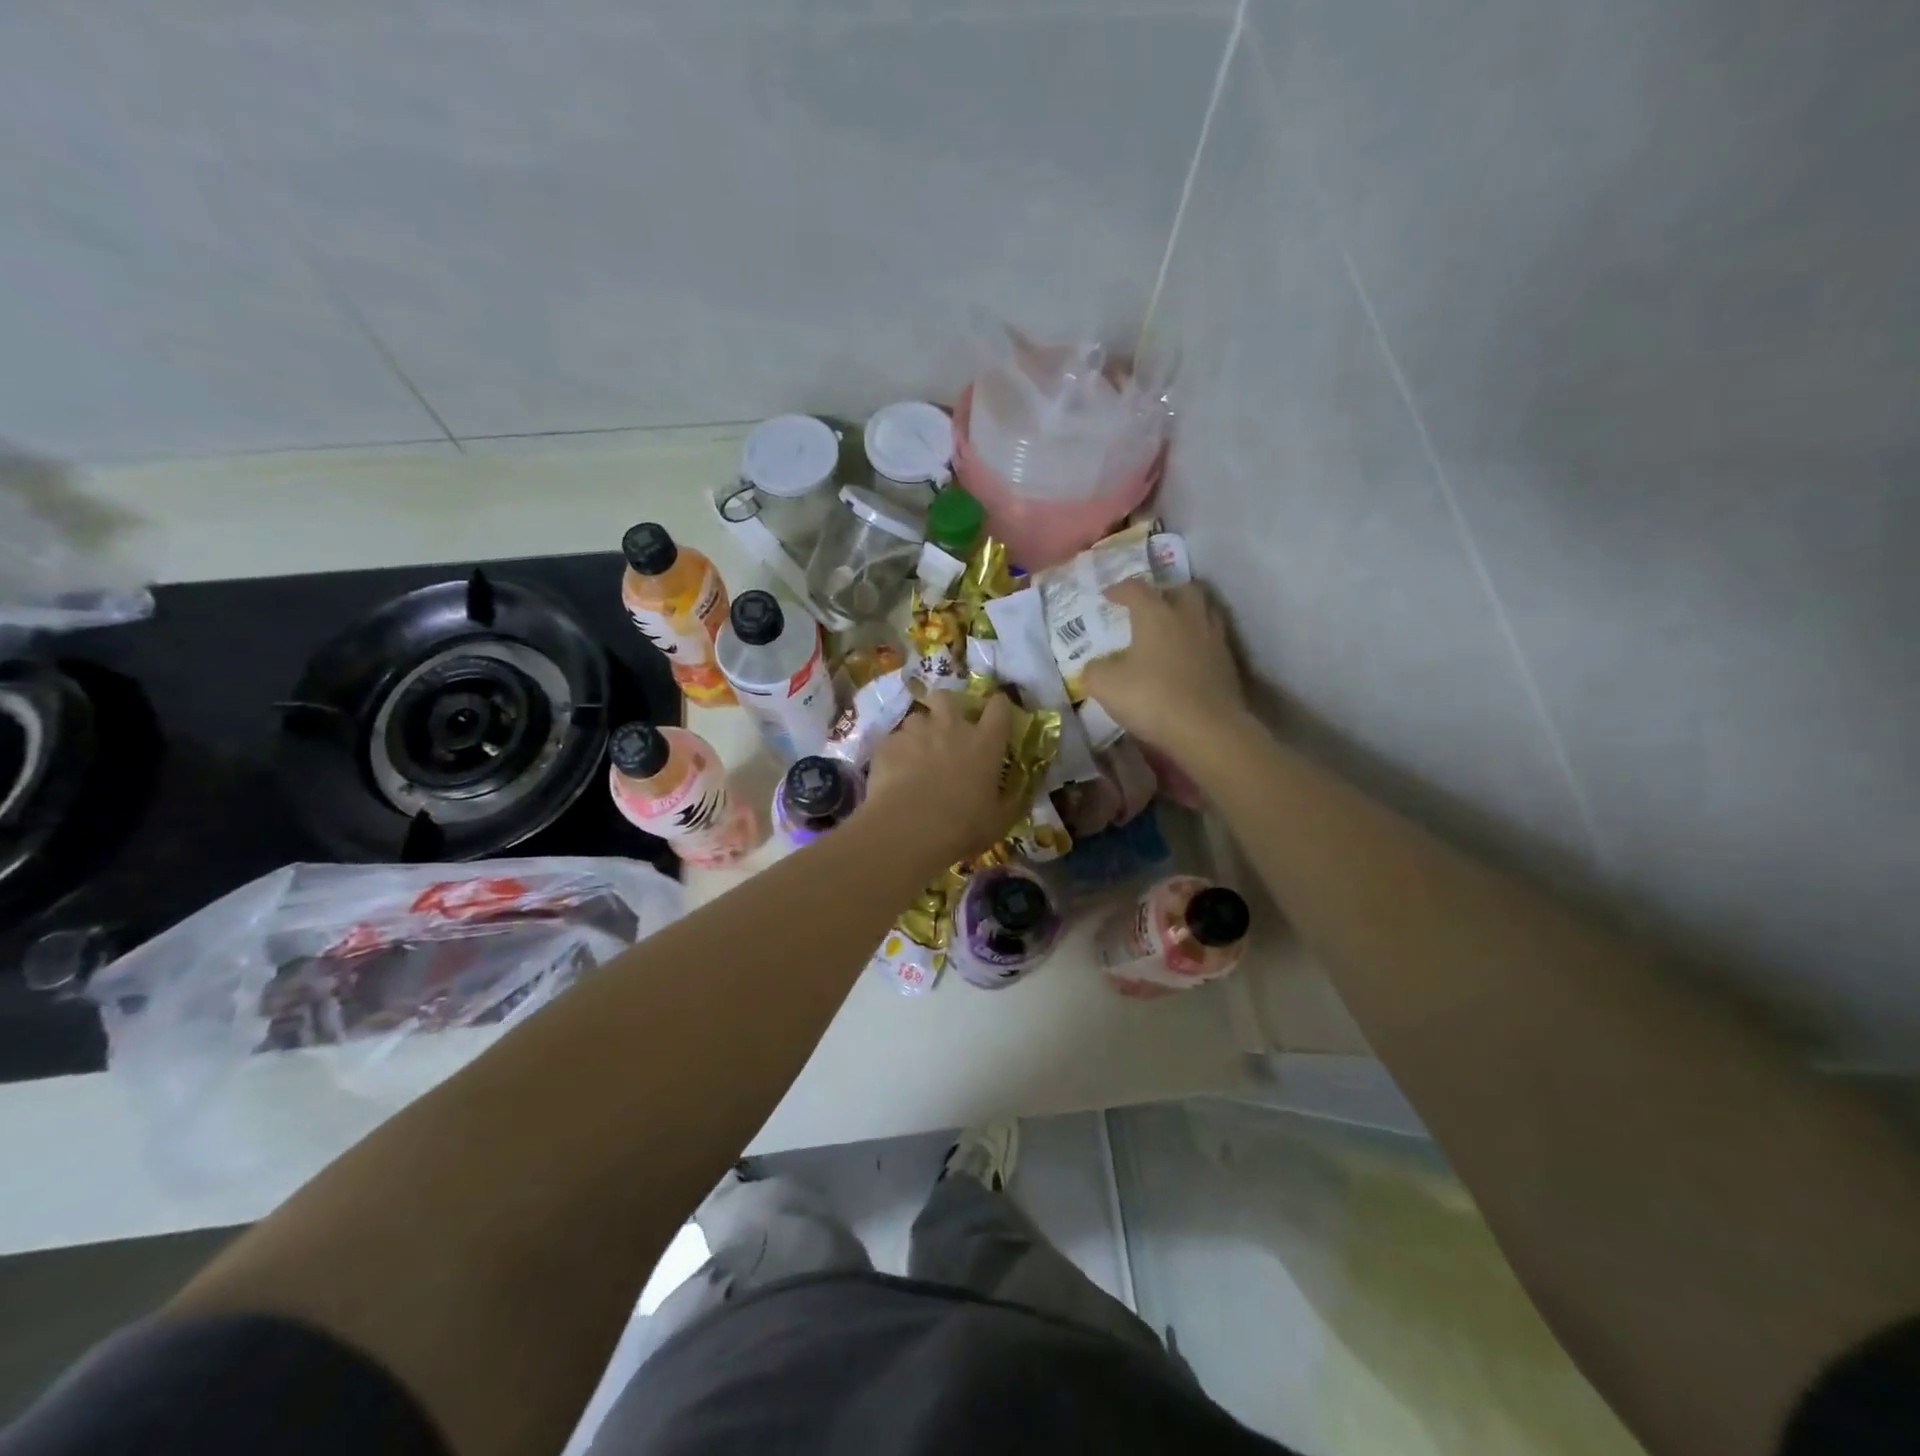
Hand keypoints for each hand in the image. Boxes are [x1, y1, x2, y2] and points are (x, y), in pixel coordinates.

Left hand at [862, 691, 1025, 865]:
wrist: (910, 829)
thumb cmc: (963, 826)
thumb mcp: (998, 821)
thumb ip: (1010, 802)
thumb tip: (1019, 794)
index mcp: (985, 742)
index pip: (999, 707)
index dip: (998, 706)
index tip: (996, 715)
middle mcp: (951, 727)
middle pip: (948, 697)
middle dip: (946, 707)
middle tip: (945, 728)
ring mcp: (916, 732)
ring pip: (916, 717)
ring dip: (918, 732)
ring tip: (915, 754)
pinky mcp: (888, 744)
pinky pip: (892, 741)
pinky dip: (894, 753)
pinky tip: (893, 772)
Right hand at [1080, 579, 1246, 758]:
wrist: (1208, 730)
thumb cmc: (1152, 698)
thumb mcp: (1105, 686)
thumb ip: (1094, 670)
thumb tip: (1095, 666)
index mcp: (1156, 614)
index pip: (1136, 589)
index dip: (1119, 590)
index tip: (1108, 596)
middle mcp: (1188, 617)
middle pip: (1181, 590)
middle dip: (1164, 593)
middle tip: (1149, 607)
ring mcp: (1214, 639)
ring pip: (1203, 612)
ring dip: (1186, 615)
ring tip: (1171, 630)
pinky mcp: (1229, 664)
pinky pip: (1212, 640)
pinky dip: (1198, 642)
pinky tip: (1186, 660)